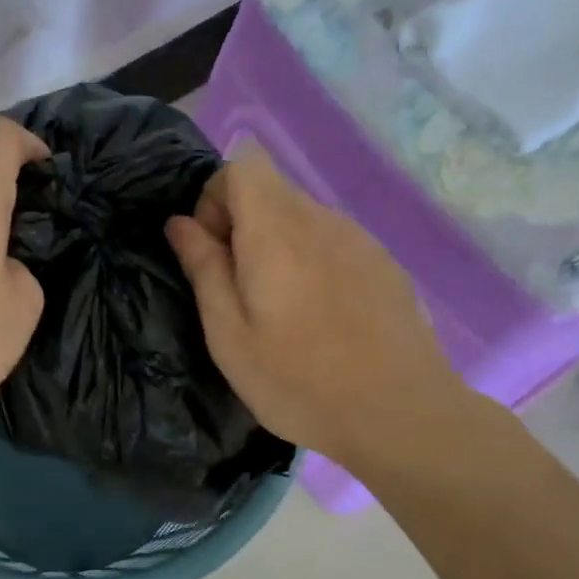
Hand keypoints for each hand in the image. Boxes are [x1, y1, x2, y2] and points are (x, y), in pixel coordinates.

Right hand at [164, 144, 469, 466]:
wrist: (398, 414)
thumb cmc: (297, 381)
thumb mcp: (229, 334)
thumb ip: (203, 269)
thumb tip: (180, 223)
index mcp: (276, 230)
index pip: (242, 164)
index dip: (215, 196)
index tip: (212, 250)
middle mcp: (322, 220)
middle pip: (272, 189)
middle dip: (241, 225)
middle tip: (238, 290)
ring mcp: (361, 240)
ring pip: (304, 218)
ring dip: (277, 246)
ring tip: (280, 310)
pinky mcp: (385, 265)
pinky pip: (334, 243)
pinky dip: (312, 262)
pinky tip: (320, 318)